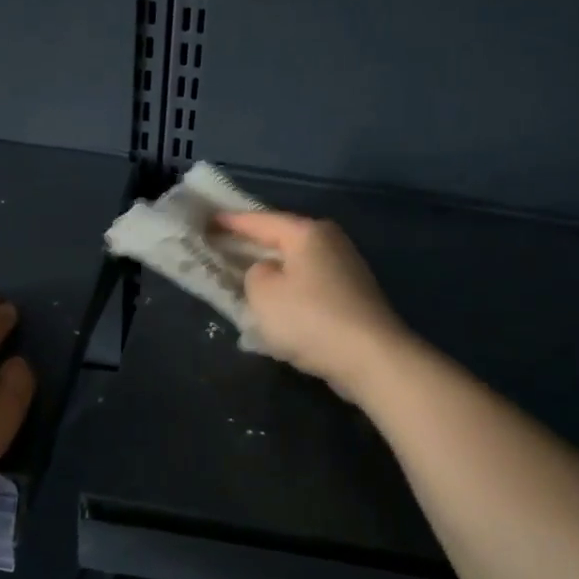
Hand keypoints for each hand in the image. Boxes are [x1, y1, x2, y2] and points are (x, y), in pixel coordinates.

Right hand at [218, 212, 411, 398]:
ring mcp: (345, 270)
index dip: (231, 222)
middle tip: (222, 247)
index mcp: (307, 233)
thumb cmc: (310, 318)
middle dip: (252, 245)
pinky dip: (289, 293)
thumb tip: (268, 273)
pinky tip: (275, 308)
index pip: (260, 220)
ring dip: (272, 272)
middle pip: (282, 239)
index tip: (208, 220)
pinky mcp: (352, 298)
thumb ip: (254, 274)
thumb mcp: (263, 293)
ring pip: (296, 265)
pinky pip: (309, 287)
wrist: (370, 358)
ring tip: (243, 278)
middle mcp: (330, 242)